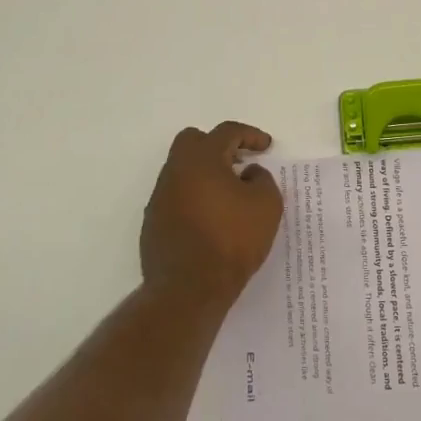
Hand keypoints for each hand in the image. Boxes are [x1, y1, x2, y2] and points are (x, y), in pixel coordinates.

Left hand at [140, 122, 282, 308]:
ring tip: (229, 194)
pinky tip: (212, 219)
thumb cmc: (232, 240)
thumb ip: (262, 179)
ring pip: (182, 170)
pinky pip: (176, 196)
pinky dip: (195, 198)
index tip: (266, 147)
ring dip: (206, 174)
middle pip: (193, 141)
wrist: (189, 289)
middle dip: (218, 145)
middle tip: (239, 162)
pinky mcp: (154, 222)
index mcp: (202, 159)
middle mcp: (175, 171)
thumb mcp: (266, 205)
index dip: (250, 135)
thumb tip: (248, 173)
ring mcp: (160, 197)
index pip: (227, 132)